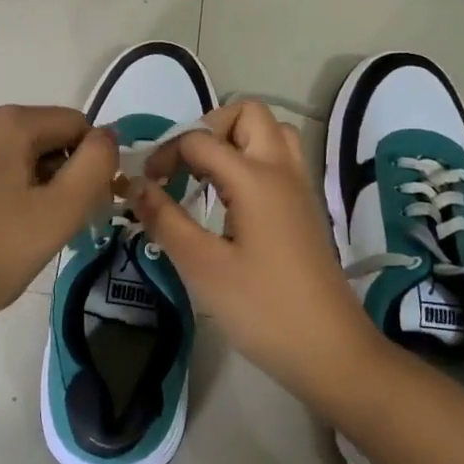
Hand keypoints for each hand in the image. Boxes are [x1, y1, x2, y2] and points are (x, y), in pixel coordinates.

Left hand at [0, 105, 118, 331]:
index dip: (90, 165)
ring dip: (32, 185)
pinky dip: (0, 191)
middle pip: (44, 137)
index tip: (83, 209)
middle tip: (55, 227)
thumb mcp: (58, 213)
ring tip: (23, 234)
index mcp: (6, 122)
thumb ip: (95, 166)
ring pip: (14, 154)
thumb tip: (106, 136)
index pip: (75, 124)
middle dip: (60, 175)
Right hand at [127, 101, 377, 400]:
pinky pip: (280, 159)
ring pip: (271, 132)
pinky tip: (230, 201)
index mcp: (255, 178)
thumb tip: (133, 184)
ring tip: (208, 177)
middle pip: (248, 113)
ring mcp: (299, 187)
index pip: (200, 140)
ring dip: (236, 140)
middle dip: (209, 127)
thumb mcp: (202, 266)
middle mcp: (281, 170)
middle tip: (185, 167)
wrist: (330, 350)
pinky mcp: (305, 207)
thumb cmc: (262, 309)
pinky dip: (252, 161)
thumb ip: (164, 219)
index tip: (146, 186)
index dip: (165, 154)